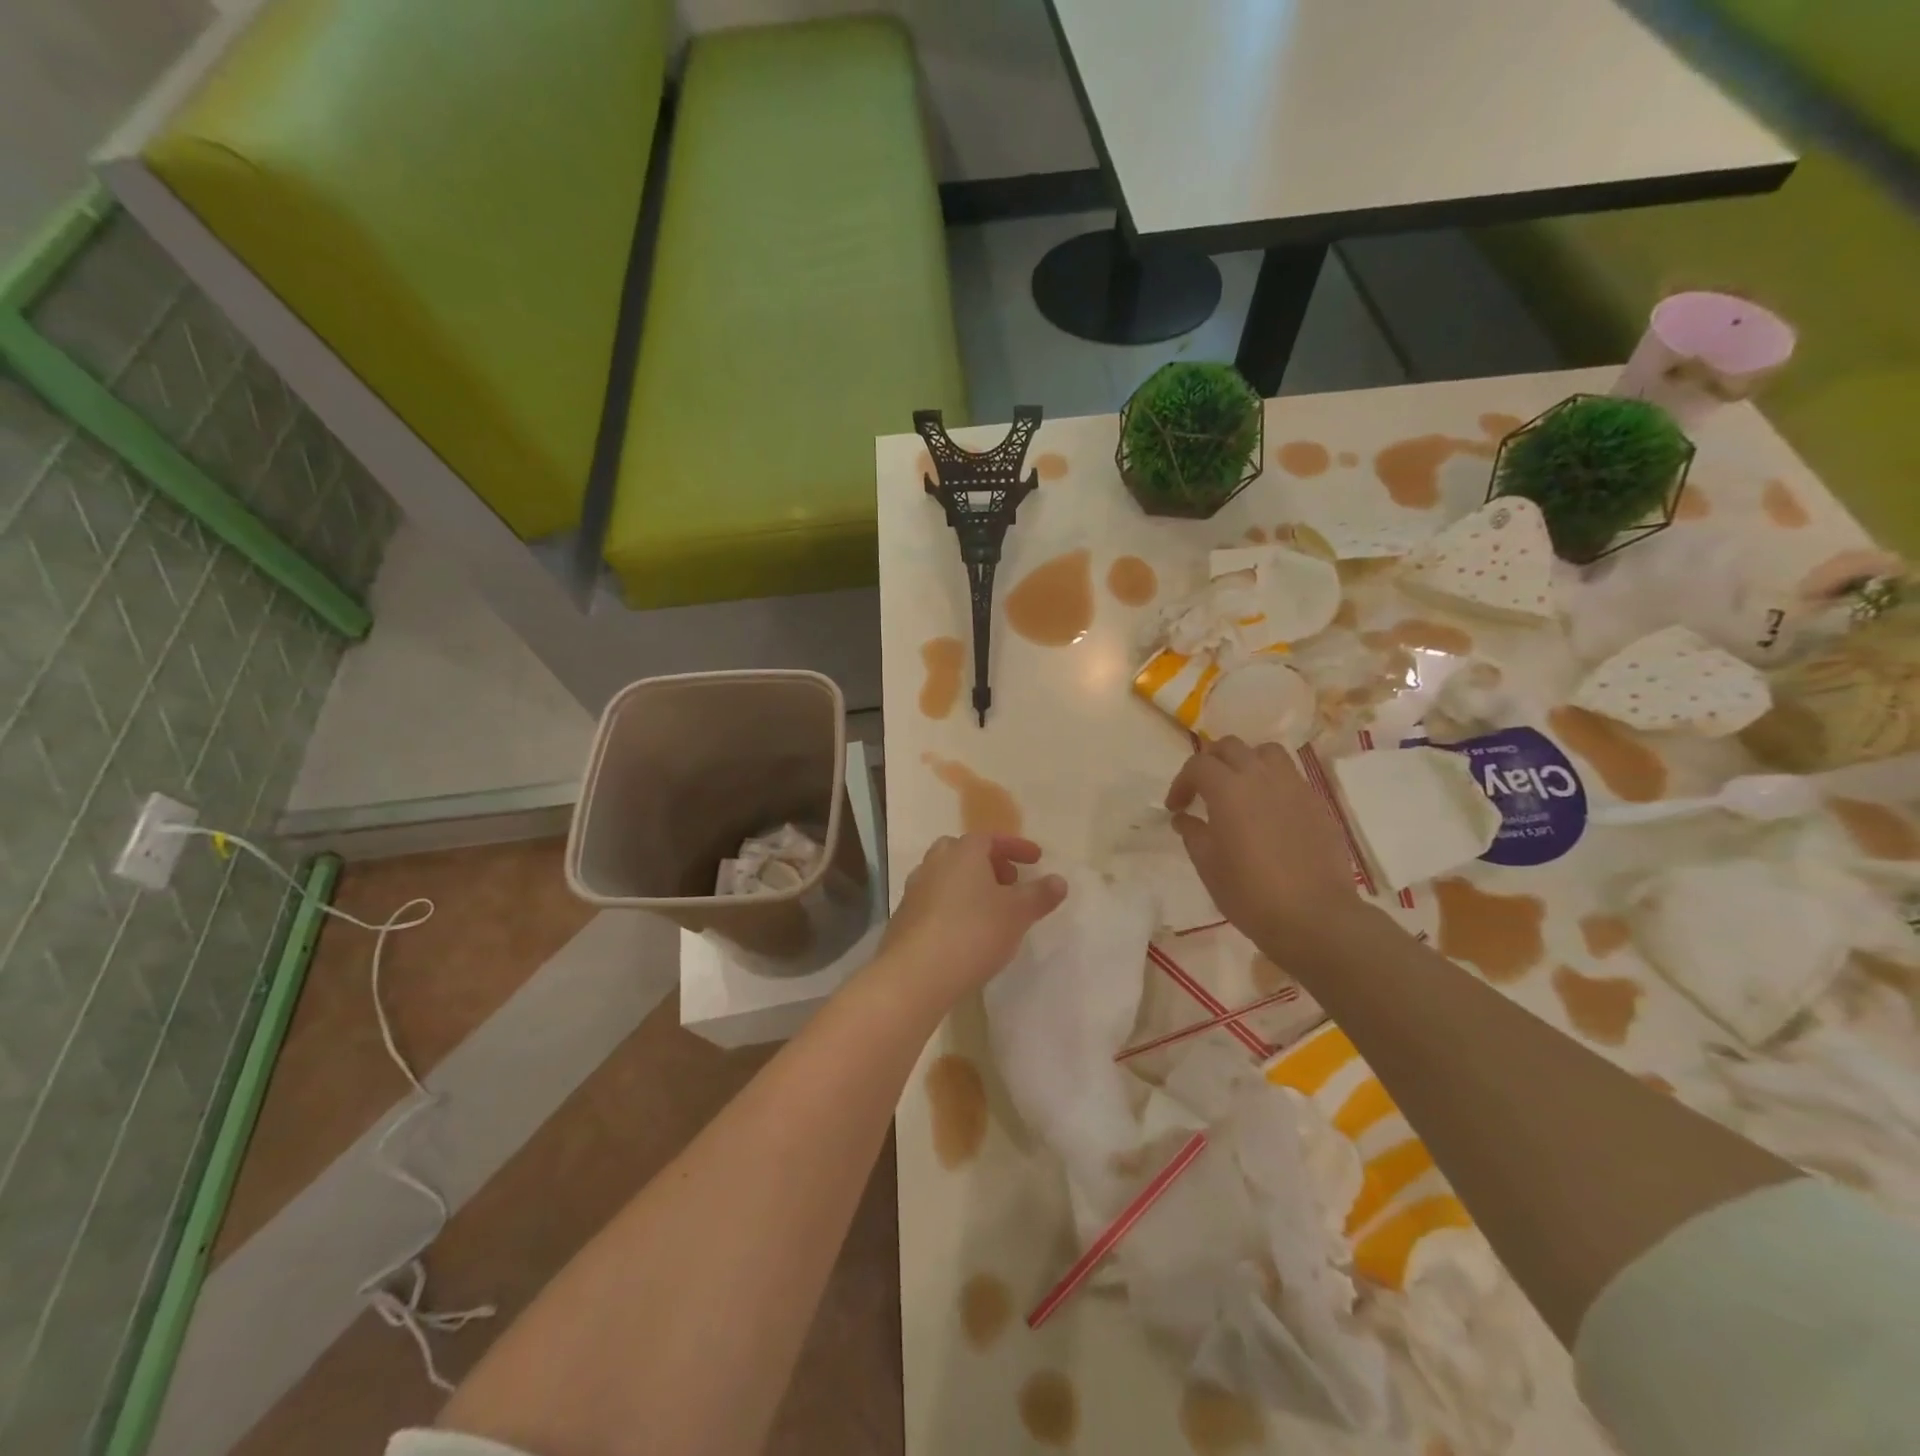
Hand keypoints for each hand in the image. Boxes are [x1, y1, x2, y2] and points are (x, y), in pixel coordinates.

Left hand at [876, 834, 1067, 1007]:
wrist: (915, 973)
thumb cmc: (973, 932)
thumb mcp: (1018, 913)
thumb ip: (1040, 894)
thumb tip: (1059, 880)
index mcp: (962, 852)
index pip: (991, 838)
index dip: (1016, 847)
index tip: (1036, 860)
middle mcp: (935, 863)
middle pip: (964, 853)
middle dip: (989, 863)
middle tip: (1009, 882)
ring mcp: (915, 890)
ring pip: (947, 877)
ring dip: (970, 886)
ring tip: (990, 910)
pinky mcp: (904, 918)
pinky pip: (935, 901)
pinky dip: (953, 907)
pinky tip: (965, 931)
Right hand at [1166, 736, 1358, 949]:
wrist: (1314, 917)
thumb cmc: (1250, 893)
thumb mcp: (1208, 866)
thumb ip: (1193, 833)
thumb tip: (1184, 817)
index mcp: (1228, 790)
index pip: (1198, 765)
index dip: (1181, 782)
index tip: (1176, 807)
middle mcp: (1261, 777)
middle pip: (1231, 747)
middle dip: (1210, 763)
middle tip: (1202, 790)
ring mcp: (1293, 787)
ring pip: (1265, 753)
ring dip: (1245, 762)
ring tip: (1238, 789)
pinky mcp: (1315, 803)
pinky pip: (1289, 776)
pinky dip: (1271, 781)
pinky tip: (1267, 811)